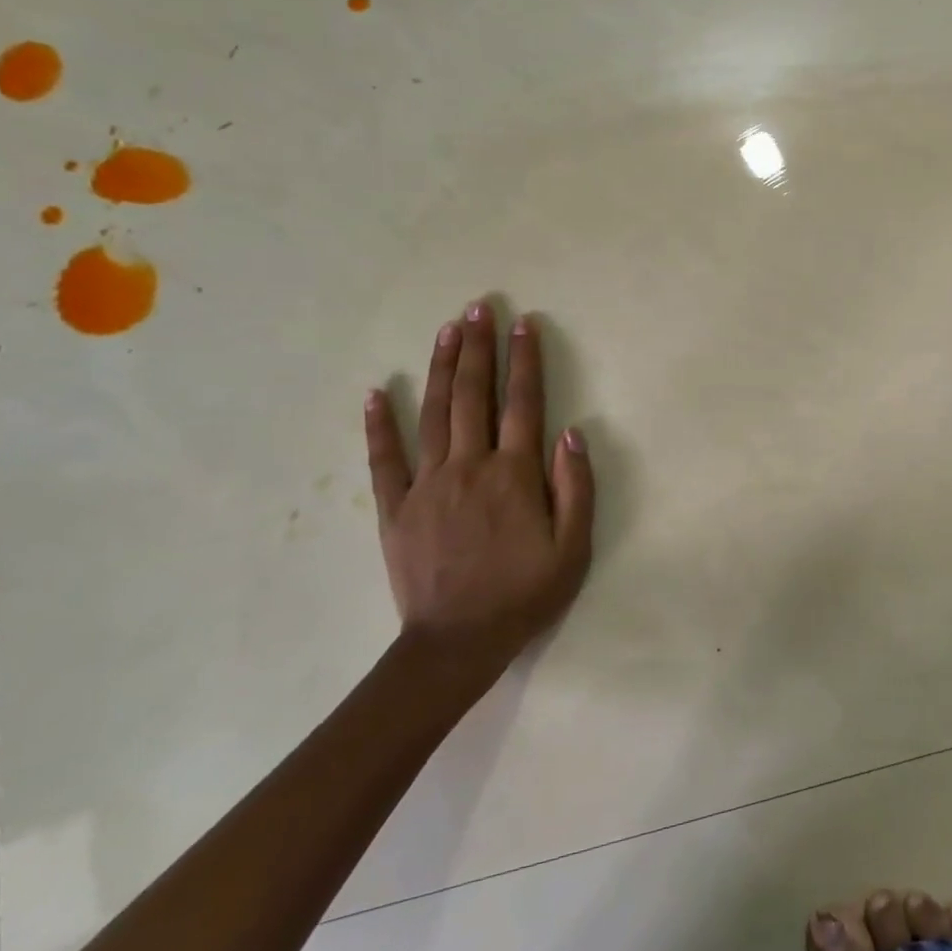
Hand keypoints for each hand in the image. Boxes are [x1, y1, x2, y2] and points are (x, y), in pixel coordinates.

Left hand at [364, 300, 594, 695]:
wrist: (458, 642)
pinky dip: (378, 424)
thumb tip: (570, 433)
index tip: (523, 324)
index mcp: (514, 475)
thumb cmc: (525, 594)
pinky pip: (384, 459)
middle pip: (473, 396)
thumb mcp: (573, 548)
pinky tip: (375, 392)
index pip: (522, 404)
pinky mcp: (395, 508)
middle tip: (478, 307)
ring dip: (440, 368)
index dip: (525, 361)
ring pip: (433, 414)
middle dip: (477, 348)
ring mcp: (427, 485)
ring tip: (446, 330)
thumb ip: (576, 488)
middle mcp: (469, 467)